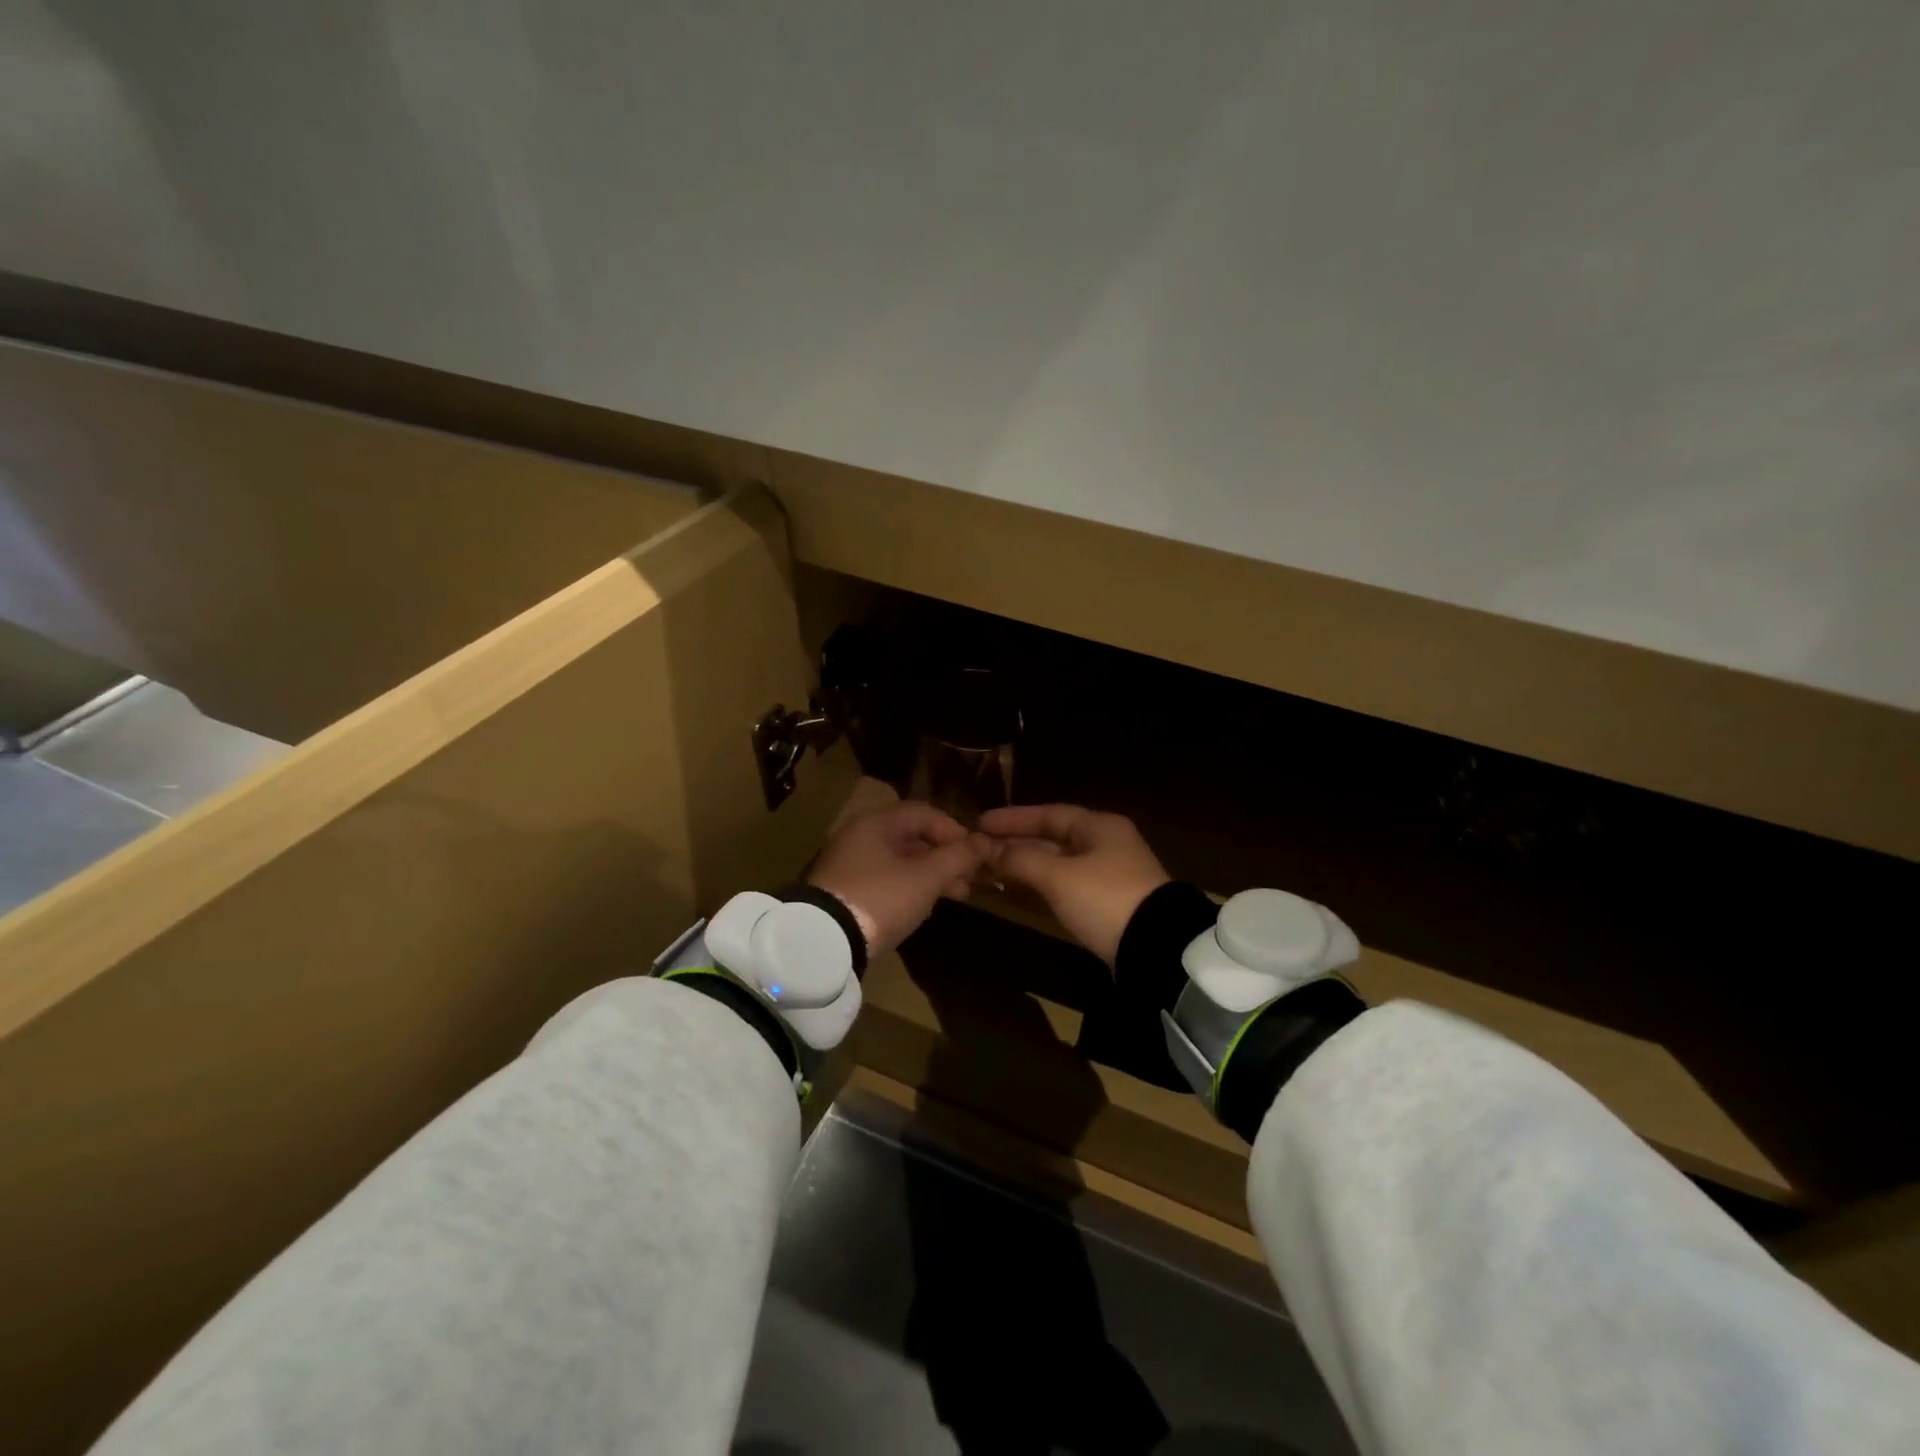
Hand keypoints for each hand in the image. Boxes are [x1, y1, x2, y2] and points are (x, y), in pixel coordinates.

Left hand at [808, 800, 987, 958]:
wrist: (824, 942)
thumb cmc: (881, 898)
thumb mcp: (926, 878)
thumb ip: (958, 857)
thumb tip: (985, 841)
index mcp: (876, 822)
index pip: (924, 812)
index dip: (955, 830)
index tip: (976, 854)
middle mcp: (860, 835)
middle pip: (912, 836)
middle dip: (946, 856)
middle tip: (971, 878)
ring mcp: (850, 864)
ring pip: (901, 860)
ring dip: (931, 874)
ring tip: (957, 894)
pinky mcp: (845, 890)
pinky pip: (886, 878)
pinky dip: (910, 886)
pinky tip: (926, 904)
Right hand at [978, 805, 1170, 964]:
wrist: (1157, 948)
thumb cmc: (1105, 898)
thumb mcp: (1058, 876)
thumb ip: (1020, 859)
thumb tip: (988, 849)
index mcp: (1099, 826)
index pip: (1048, 813)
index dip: (1013, 818)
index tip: (980, 823)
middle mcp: (1106, 844)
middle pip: (1053, 838)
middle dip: (1016, 843)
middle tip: (980, 848)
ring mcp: (1110, 875)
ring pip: (1058, 863)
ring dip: (1026, 866)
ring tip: (991, 870)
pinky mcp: (1109, 904)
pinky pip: (1066, 885)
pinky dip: (1041, 886)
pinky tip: (1019, 893)